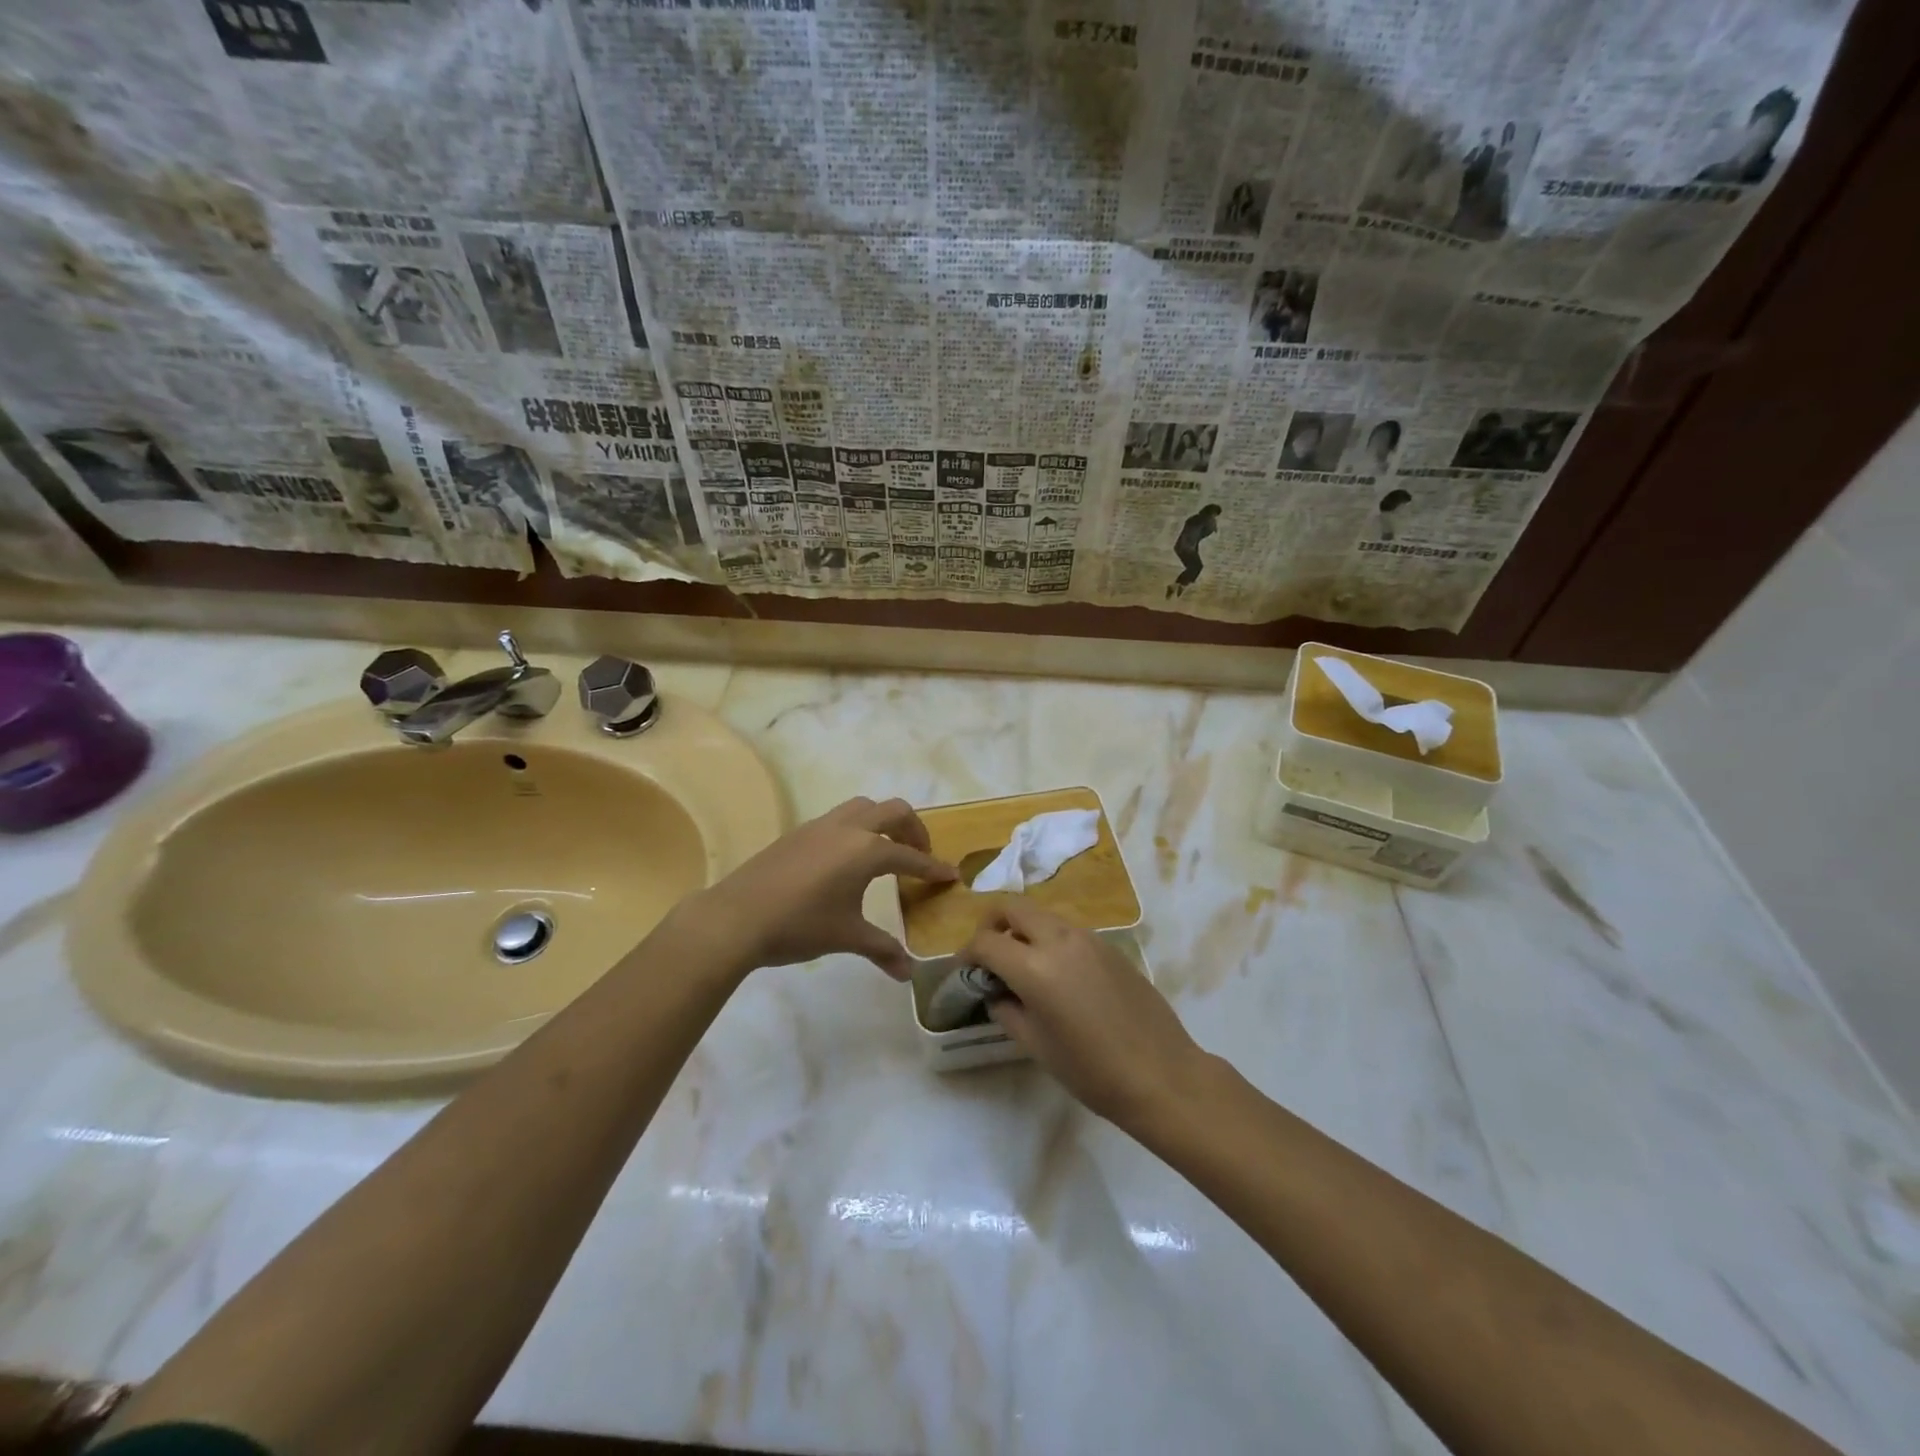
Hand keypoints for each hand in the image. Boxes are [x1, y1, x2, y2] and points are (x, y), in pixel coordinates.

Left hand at [692, 796, 954, 978]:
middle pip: (893, 811)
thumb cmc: (800, 926)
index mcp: (867, 850)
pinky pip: (839, 818)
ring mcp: (820, 825)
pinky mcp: (798, 832)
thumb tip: (908, 974)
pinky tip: (846, 859)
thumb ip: (882, 949)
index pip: (910, 856)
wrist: (737, 917)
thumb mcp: (847, 937)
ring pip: (863, 807)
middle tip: (919, 855)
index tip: (950, 876)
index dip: (933, 868)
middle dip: (914, 830)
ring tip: (885, 850)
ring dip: (883, 822)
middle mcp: (848, 828)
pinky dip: (856, 828)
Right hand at [963, 901, 1206, 1128]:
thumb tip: (996, 994)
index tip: (965, 970)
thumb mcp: (1037, 1046)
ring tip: (1021, 964)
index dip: (967, 953)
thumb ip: (1008, 1011)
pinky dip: (1050, 939)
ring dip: (1023, 929)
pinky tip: (1057, 975)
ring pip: (1043, 915)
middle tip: (987, 952)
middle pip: (1014, 908)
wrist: (1161, 1074)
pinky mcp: (1110, 947)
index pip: (987, 941)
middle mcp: (1060, 940)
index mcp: (1035, 967)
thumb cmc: (1092, 1070)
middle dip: (992, 923)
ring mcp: (1089, 939)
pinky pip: (1068, 930)